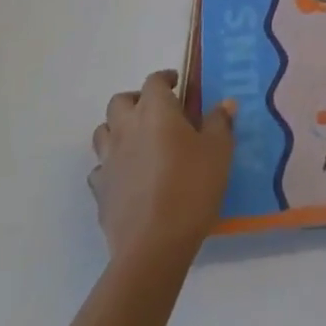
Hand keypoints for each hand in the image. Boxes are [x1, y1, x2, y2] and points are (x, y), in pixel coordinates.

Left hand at [89, 70, 234, 266]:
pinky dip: (111, 166)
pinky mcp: (100, 191)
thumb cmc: (191, 188)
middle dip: (136, 100)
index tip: (177, 84)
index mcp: (155, 111)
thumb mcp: (218, 152)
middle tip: (156, 112)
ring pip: (103, 131)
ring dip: (118, 129)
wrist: (153, 246)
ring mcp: (109, 159)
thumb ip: (220, 123)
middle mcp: (127, 127)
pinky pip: (101, 168)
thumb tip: (225, 103)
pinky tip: (127, 177)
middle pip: (120, 101)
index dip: (165, 79)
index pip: (154, 81)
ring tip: (138, 141)